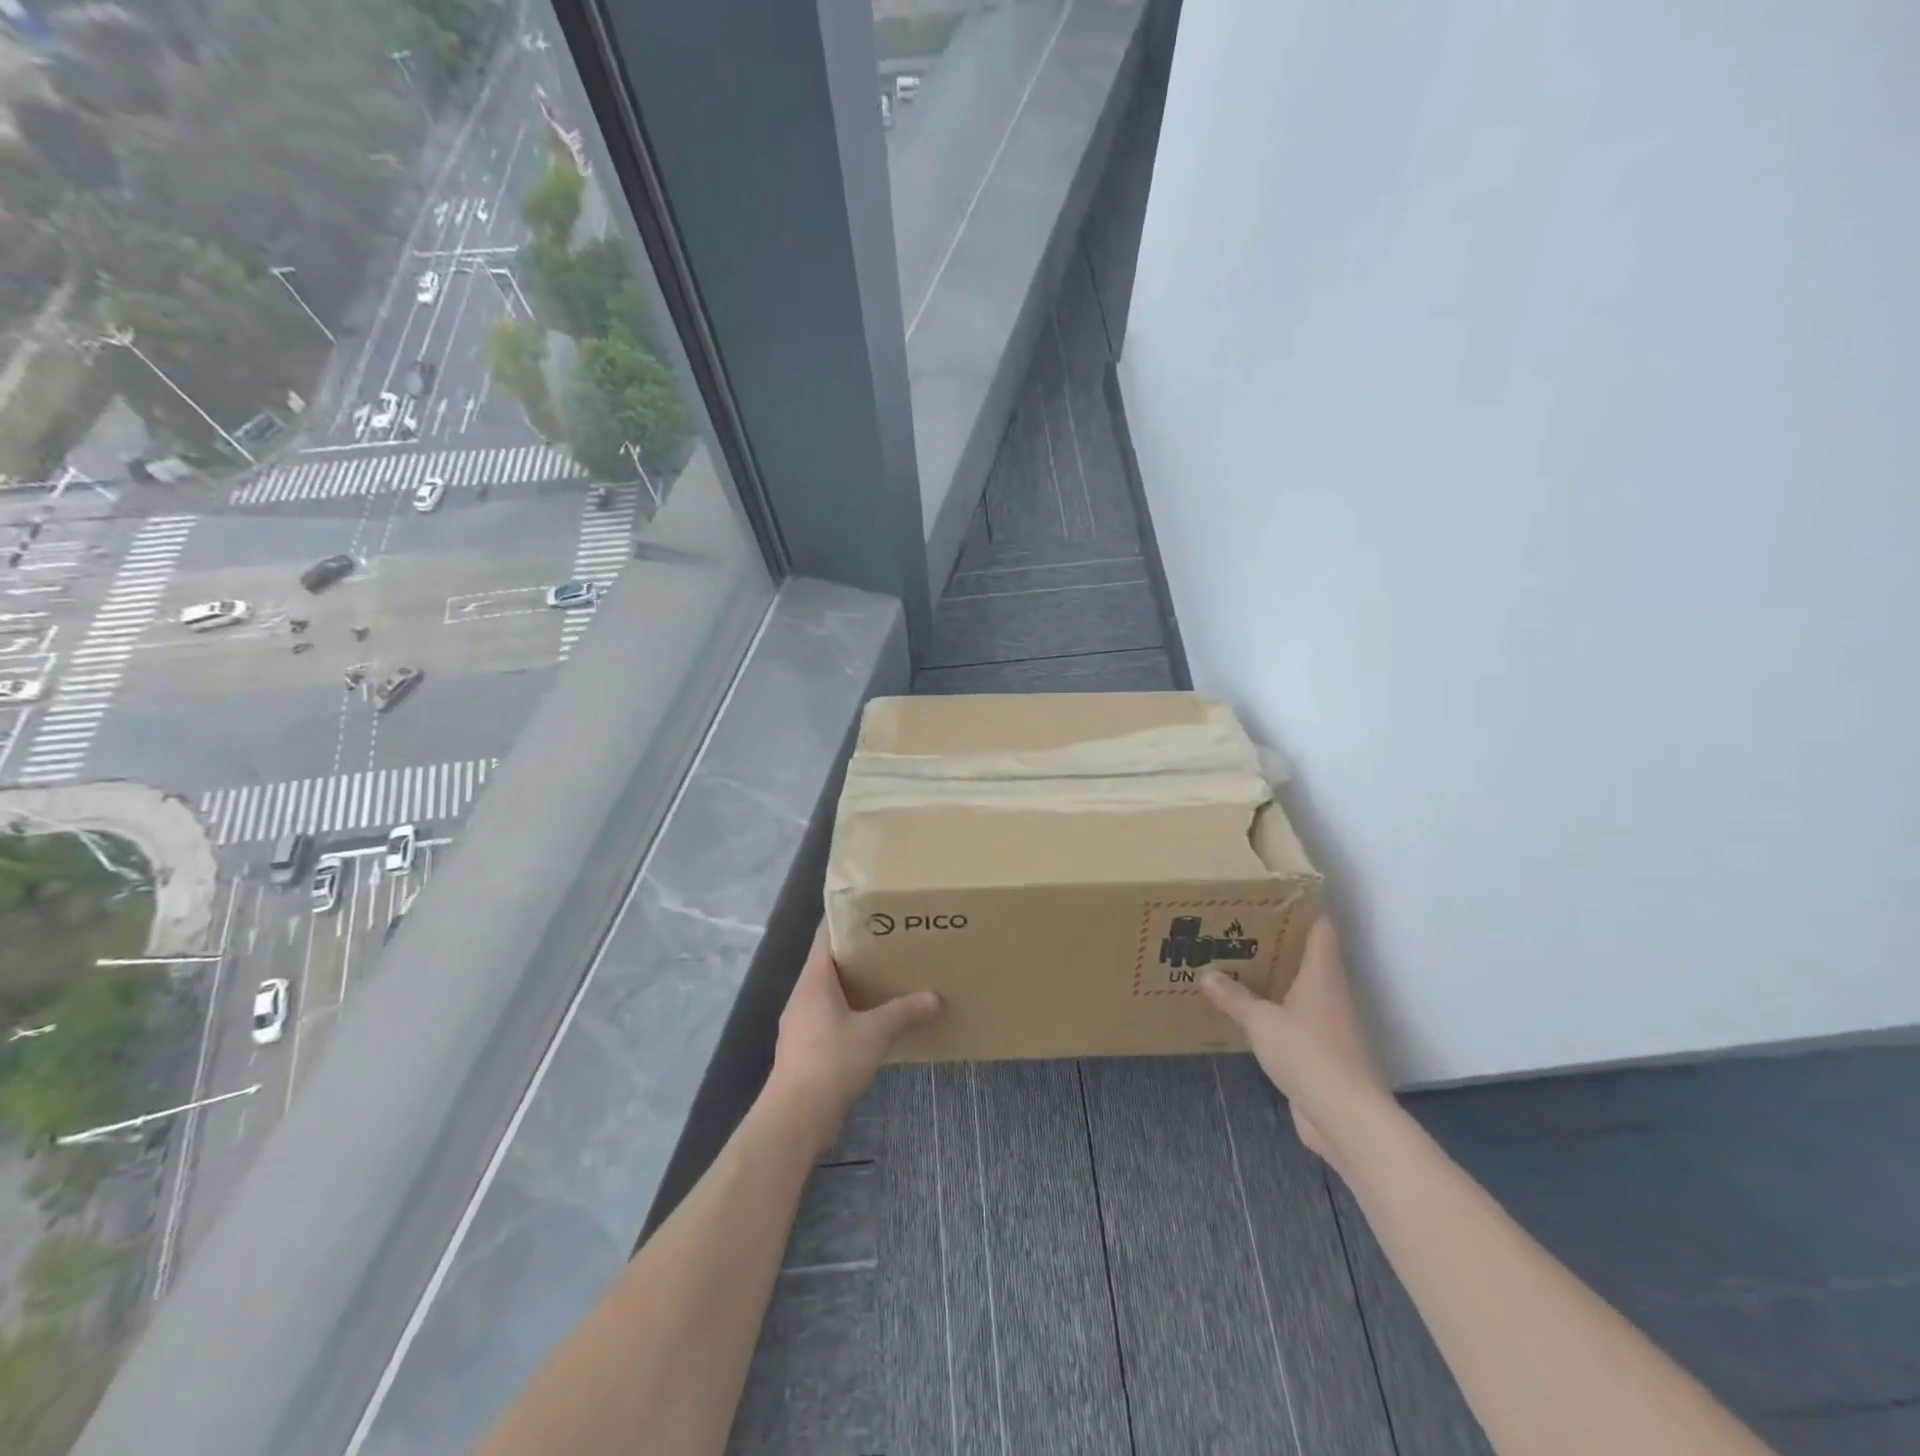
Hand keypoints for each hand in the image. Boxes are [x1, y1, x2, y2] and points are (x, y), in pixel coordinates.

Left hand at [766, 922, 940, 1145]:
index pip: (826, 934)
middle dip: (859, 952)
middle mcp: (803, 994)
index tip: (874, 908)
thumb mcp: (875, 1033)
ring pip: (830, 991)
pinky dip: (852, 1011)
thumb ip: (905, 1012)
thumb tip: (936, 998)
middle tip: (893, 941)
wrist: (795, 1118)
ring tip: (890, 977)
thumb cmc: (831, 1062)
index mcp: (814, 979)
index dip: (846, 917)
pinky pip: (830, 1016)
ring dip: (856, 984)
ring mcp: (801, 1022)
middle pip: (830, 961)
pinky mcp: (805, 1047)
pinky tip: (876, 1020)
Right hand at [1200, 916, 1386, 1163]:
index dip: (1302, 908)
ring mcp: (1331, 1024)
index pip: (1321, 927)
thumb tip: (1206, 973)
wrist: (1346, 1116)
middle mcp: (1331, 993)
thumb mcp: (1260, 1021)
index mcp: (1322, 973)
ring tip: (1236, 966)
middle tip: (1238, 929)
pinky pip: (1297, 1021)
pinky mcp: (1324, 1052)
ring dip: (1275, 980)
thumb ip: (1233, 997)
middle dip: (1276, 943)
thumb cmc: (1308, 1053)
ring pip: (1301, 990)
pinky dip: (1276, 1013)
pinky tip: (1249, 1014)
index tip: (1272, 897)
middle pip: (1308, 956)